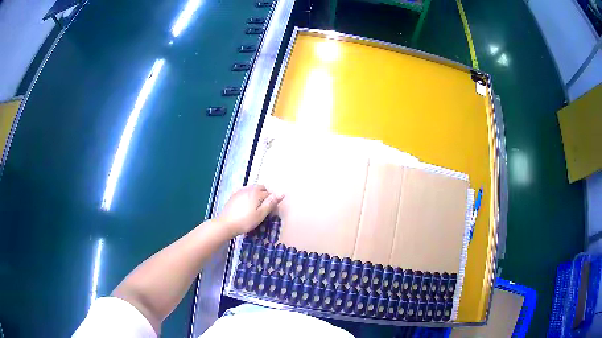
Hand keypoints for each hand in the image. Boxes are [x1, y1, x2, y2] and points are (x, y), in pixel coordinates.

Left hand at [218, 185, 283, 236]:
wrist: (226, 225)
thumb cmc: (245, 221)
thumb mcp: (261, 214)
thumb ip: (271, 203)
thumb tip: (282, 193)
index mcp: (256, 193)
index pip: (269, 194)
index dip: (273, 203)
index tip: (272, 213)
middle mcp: (248, 189)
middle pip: (261, 188)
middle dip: (265, 196)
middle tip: (264, 209)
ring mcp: (239, 192)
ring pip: (252, 190)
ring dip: (257, 196)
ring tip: (255, 209)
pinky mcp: (233, 196)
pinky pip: (244, 193)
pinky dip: (248, 197)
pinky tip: (246, 207)